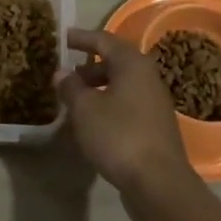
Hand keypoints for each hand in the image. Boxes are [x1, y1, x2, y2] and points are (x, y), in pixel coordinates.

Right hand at [60, 28, 202, 208]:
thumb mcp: (85, 109)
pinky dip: (109, 104)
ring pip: (122, 84)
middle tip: (68, 73)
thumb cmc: (118, 135)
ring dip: (99, 87)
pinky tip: (94, 121)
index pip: (103, 40)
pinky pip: (128, 103)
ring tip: (76, 99)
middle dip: (90, 65)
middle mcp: (148, 76)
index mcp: (132, 63)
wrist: (159, 182)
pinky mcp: (156, 125)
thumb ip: (71, 87)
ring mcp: (155, 101)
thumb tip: (62, 73)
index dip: (81, 38)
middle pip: (116, 61)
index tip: (64, 37)